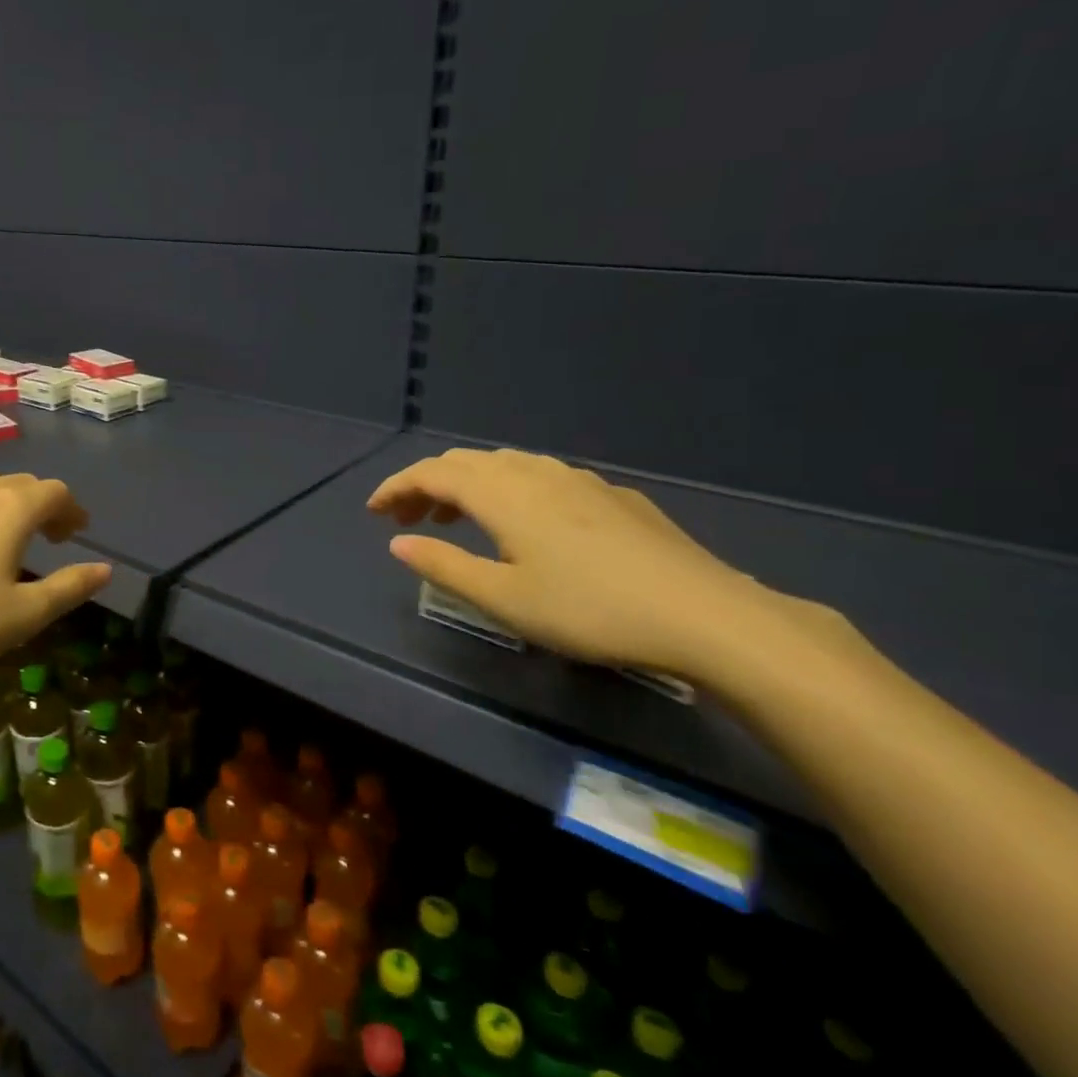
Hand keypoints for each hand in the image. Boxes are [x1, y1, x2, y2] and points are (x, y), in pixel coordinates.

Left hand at [0, 474, 109, 687]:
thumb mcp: (23, 615)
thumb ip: (69, 587)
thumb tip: (105, 569)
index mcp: (11, 511)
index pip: (55, 492)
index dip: (72, 510)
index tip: (76, 534)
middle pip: (20, 485)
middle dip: (42, 505)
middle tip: (49, 537)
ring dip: (4, 507)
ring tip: (5, 541)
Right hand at [368, 448, 798, 680]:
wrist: (705, 614)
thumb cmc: (590, 609)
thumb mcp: (504, 599)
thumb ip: (444, 566)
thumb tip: (398, 541)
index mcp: (502, 493)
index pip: (432, 473)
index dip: (396, 487)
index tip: (372, 511)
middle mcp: (535, 473)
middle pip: (465, 462)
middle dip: (427, 484)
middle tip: (406, 518)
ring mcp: (578, 479)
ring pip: (506, 465)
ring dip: (468, 484)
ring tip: (456, 518)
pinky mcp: (612, 495)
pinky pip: (541, 476)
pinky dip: (509, 489)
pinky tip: (525, 523)